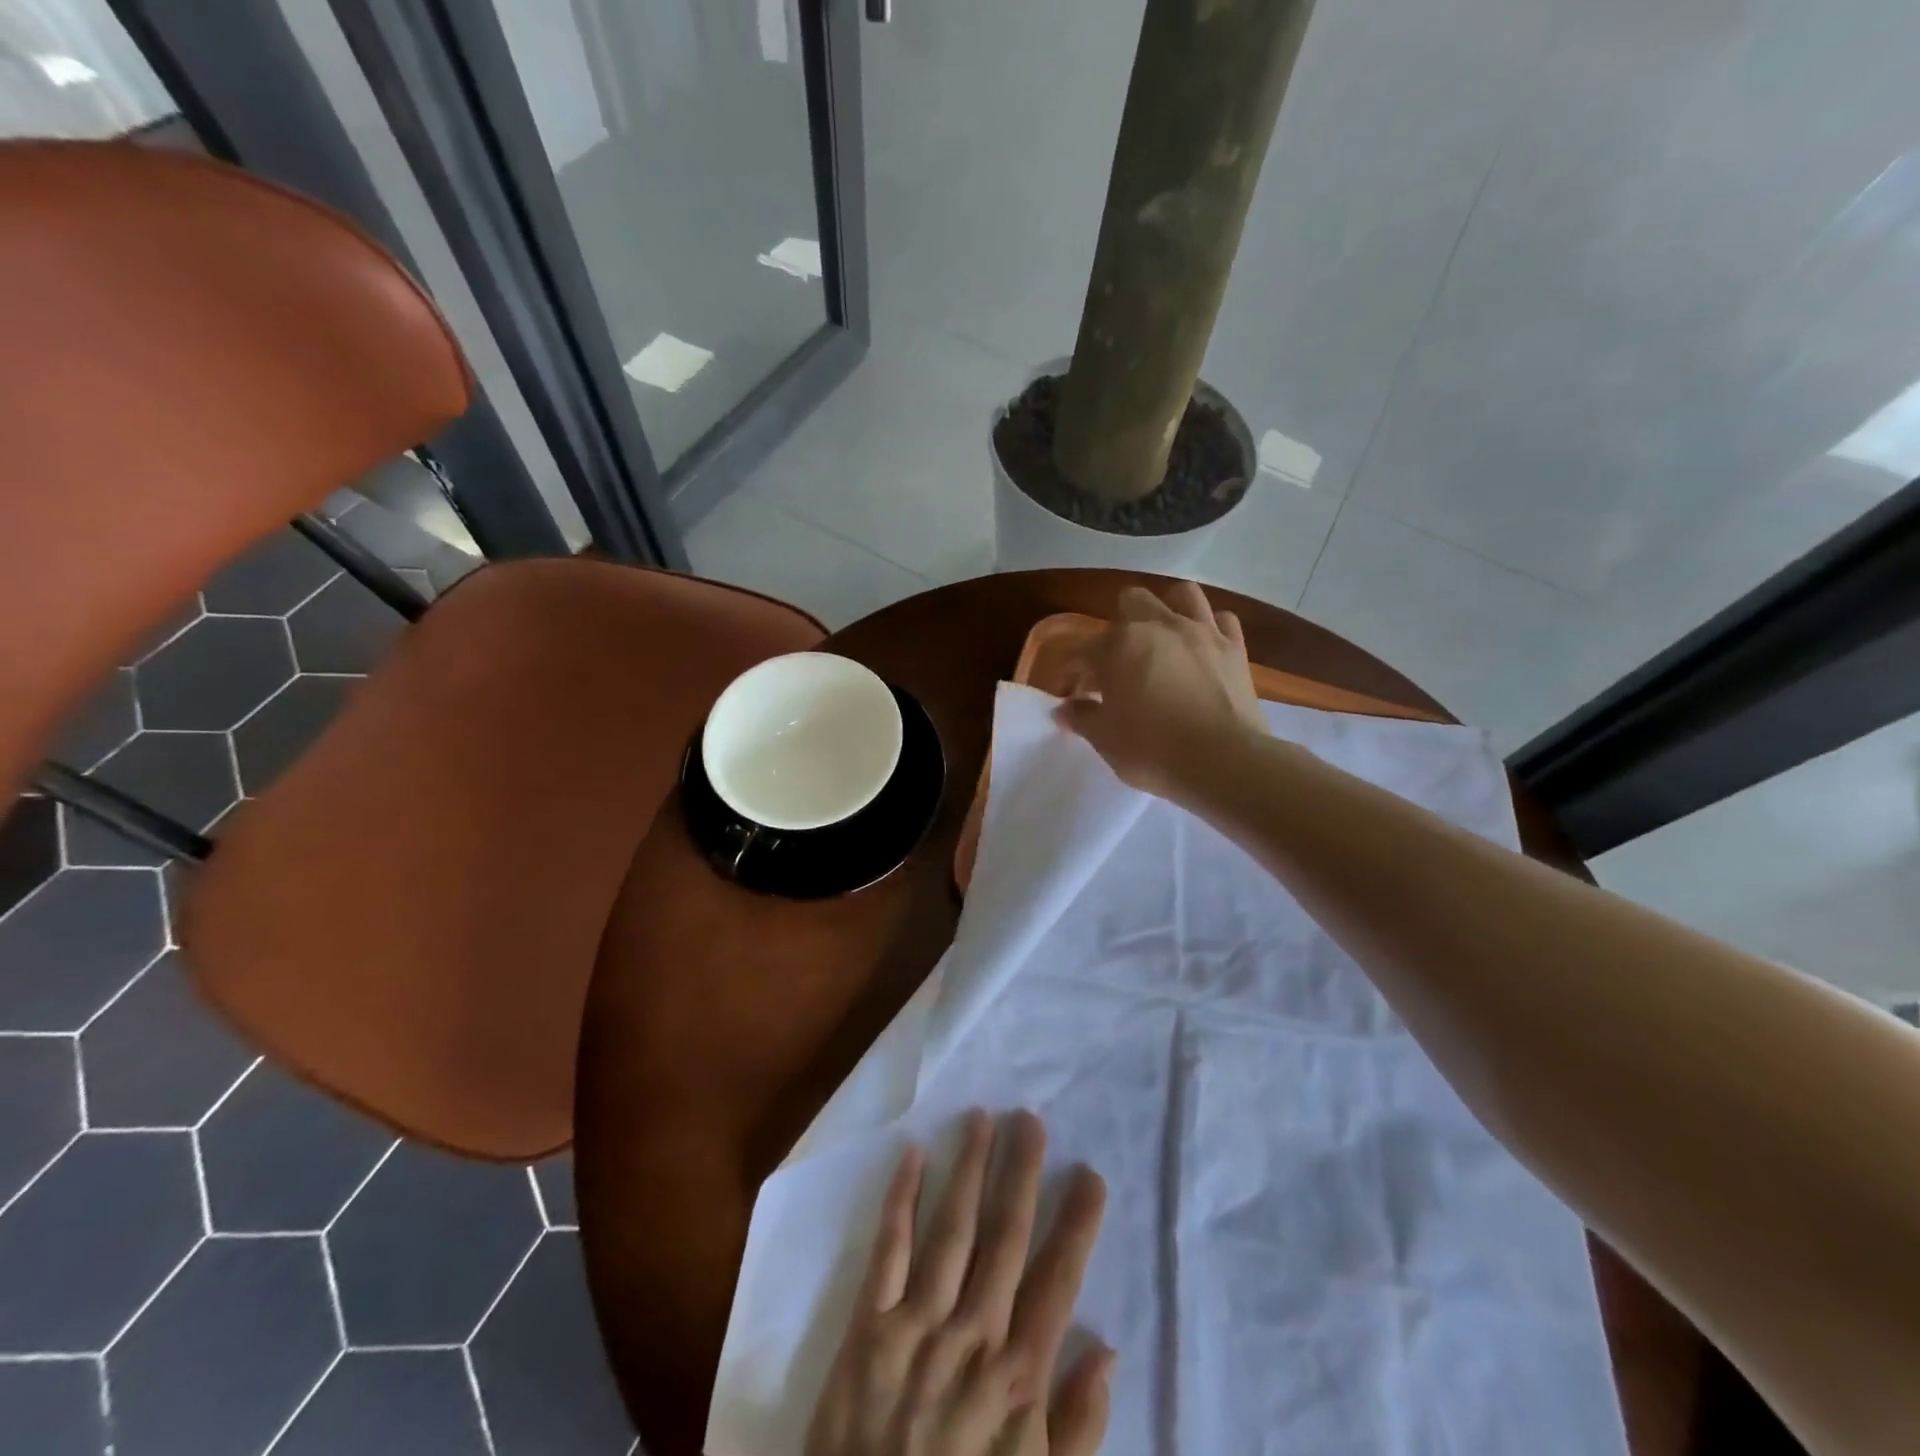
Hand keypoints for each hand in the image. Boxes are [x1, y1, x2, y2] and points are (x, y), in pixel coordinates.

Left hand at [806, 1110, 1112, 1455]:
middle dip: (1021, 1175)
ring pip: (951, 1230)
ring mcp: (916, 1325)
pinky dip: (900, 1200)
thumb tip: (1107, 1352)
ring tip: (983, 1119)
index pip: (1056, 1283)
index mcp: (1016, 1378)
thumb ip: (1076, 1430)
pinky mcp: (867, 1325)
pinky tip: (913, 1155)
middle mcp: (971, 1336)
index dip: (1076, 1227)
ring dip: (968, 1170)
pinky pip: (888, 1251)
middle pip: (1004, 1239)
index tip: (1090, 1176)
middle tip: (1031, 1120)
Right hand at [1055, 582, 1265, 801]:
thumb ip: (1082, 718)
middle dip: (1118, 626)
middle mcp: (1158, 626)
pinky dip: (1210, 627)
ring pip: (1181, 595)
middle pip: (1131, 602)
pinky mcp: (1234, 647)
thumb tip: (1063, 709)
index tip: (1071, 696)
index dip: (1071, 673)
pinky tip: (1202, 647)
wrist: (1223, 763)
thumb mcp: (1105, 740)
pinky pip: (1222, 619)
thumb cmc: (1153, 751)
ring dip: (1167, 611)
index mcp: (1118, 646)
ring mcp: (1201, 631)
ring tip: (1162, 638)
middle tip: (1118, 662)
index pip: (1081, 651)